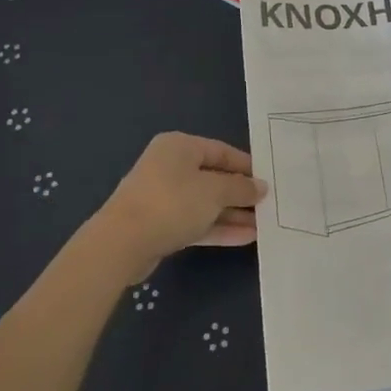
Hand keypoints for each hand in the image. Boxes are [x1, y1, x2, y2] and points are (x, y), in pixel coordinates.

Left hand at [89, 133, 267, 280]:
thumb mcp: (214, 191)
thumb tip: (261, 186)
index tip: (269, 179)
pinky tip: (245, 238)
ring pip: (205, 203)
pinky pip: (195, 222)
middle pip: (213, 177)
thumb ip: (240, 188)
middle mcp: (170, 167)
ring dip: (232, 214)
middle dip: (240, 193)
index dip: (246, 166)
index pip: (221, 151)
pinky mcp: (160, 225)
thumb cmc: (172, 202)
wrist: (121, 243)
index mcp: (180, 146)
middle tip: (268, 205)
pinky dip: (218, 228)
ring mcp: (163, 197)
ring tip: (262, 225)